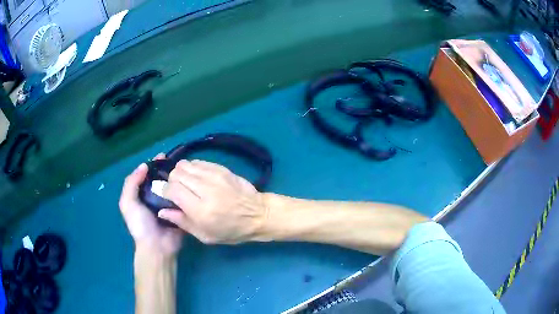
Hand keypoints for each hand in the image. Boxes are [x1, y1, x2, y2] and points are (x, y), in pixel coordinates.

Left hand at [119, 154, 182, 256]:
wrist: (157, 246)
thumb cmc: (140, 225)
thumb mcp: (128, 203)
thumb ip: (131, 183)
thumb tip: (144, 165)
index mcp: (141, 195)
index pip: (147, 175)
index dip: (153, 165)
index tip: (163, 156)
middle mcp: (155, 198)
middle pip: (161, 180)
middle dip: (168, 170)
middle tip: (178, 162)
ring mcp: (168, 205)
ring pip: (173, 187)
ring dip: (178, 179)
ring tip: (187, 170)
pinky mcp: (180, 212)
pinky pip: (183, 199)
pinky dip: (186, 191)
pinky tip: (192, 183)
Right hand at [158, 160, 266, 243]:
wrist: (257, 214)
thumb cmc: (231, 230)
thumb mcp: (205, 235)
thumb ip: (182, 222)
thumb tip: (161, 210)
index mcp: (201, 210)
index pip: (172, 189)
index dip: (164, 190)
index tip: (164, 194)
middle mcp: (206, 189)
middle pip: (177, 174)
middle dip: (171, 181)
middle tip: (176, 190)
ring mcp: (214, 175)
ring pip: (185, 165)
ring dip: (180, 173)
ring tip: (185, 183)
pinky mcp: (221, 168)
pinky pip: (197, 161)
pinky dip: (191, 168)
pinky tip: (195, 178)